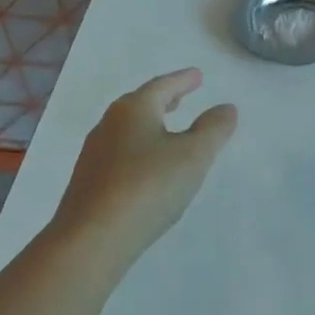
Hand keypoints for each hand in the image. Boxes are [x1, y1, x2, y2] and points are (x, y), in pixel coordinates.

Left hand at [53, 68, 237, 256]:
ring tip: (167, 129)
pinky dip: (138, 148)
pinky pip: (120, 153)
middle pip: (139, 104)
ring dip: (150, 124)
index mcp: (133, 110)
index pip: (162, 86)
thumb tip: (226, 107)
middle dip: (163, 99)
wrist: (91, 239)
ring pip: (127, 129)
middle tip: (181, 97)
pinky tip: (147, 167)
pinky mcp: (89, 183)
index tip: (198, 75)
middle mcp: (109, 125)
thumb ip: (213, 129)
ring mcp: (95, 155)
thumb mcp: (193, 156)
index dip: (182, 80)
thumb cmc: (147, 187)